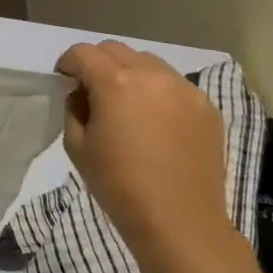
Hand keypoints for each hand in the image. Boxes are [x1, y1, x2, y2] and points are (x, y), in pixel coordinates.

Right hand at [56, 42, 237, 272]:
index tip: (65, 82)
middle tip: (92, 93)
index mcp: (116, 83)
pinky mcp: (207, 108)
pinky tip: (155, 122)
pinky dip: (157, 91)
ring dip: (130, 73)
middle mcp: (152, 75)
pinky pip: (174, 84)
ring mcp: (185, 90)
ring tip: (127, 105)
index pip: (83, 52)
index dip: (68, 64)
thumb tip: (82, 95)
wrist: (179, 222)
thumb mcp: (76, 146)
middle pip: (116, 50)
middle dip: (98, 64)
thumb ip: (74, 109)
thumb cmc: (118, 185)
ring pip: (149, 62)